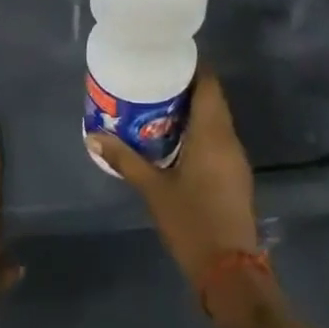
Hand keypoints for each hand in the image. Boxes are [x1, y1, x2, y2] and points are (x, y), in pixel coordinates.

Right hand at [87, 71, 298, 327]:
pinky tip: (172, 138)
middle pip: (212, 99)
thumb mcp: (153, 189)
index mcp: (213, 134)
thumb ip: (125, 160)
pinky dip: (197, 130)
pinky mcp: (234, 175)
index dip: (191, 66)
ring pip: (215, 119)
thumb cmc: (192, 222)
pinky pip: (216, 138)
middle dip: (185, 86)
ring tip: (156, 104)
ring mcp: (234, 159)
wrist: (229, 270)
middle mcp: (229, 139)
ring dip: (191, 109)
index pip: (209, 84)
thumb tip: (94, 136)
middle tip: (151, 80)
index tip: (165, 57)